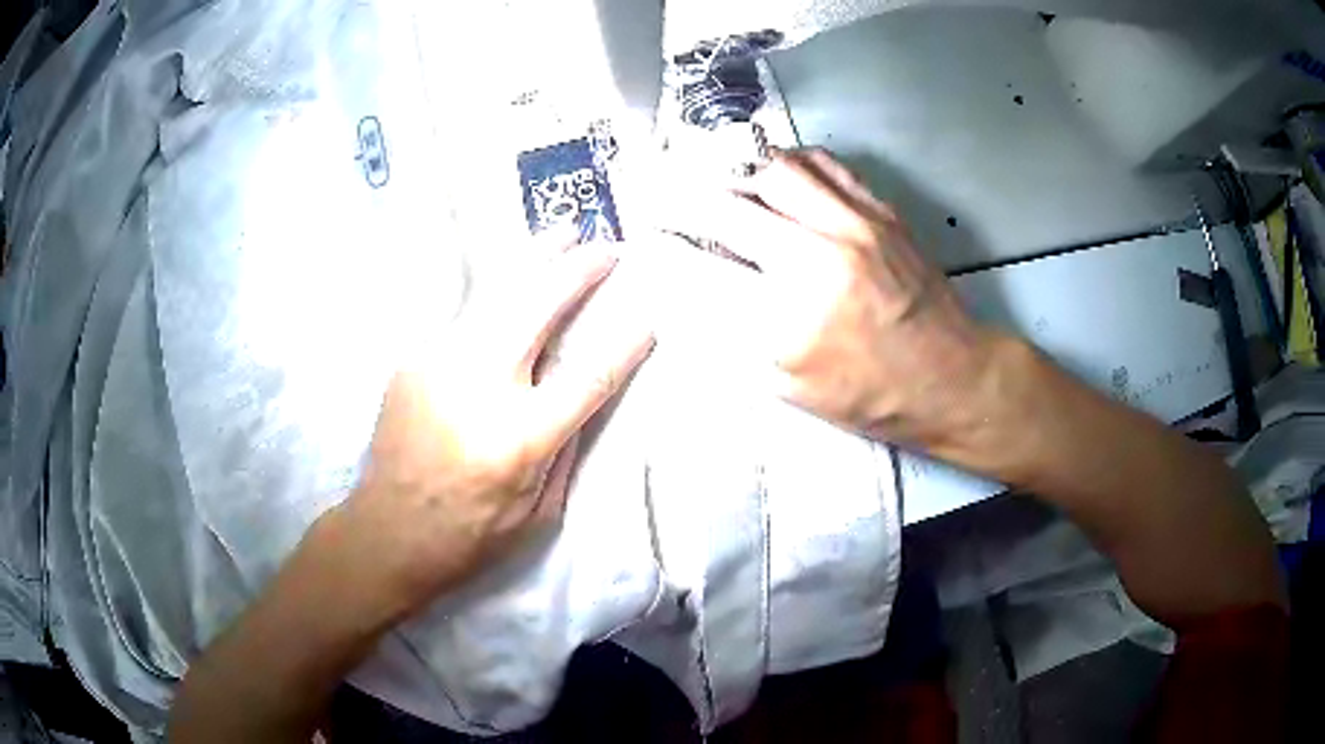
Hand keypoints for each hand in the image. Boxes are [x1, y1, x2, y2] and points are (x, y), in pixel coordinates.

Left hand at [325, 238, 655, 621]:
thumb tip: (581, 390)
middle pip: (537, 306)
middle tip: (605, 246)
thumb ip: (565, 447)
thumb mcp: (538, 514)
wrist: (384, 533)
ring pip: (495, 294)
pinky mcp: (413, 360)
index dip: (624, 344)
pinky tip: (513, 284)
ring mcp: (437, 364)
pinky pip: (465, 317)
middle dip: (577, 270)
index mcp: (518, 439)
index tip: (648, 321)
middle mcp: (476, 388)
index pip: (587, 376)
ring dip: (534, 260)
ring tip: (561, 232)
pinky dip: (496, 296)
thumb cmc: (468, 537)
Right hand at [662, 148, 999, 447]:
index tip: (647, 238)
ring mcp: (854, 227)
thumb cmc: (870, 397)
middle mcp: (817, 260)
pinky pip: (824, 165)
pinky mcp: (880, 212)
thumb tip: (688, 293)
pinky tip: (777, 176)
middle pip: (727, 207)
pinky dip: (788, 163)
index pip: (700, 267)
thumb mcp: (790, 389)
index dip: (663, 248)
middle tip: (664, 197)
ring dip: (736, 173)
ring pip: (774, 170)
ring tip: (723, 183)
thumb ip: (733, 339)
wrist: (951, 378)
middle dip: (682, 200)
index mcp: (789, 321)